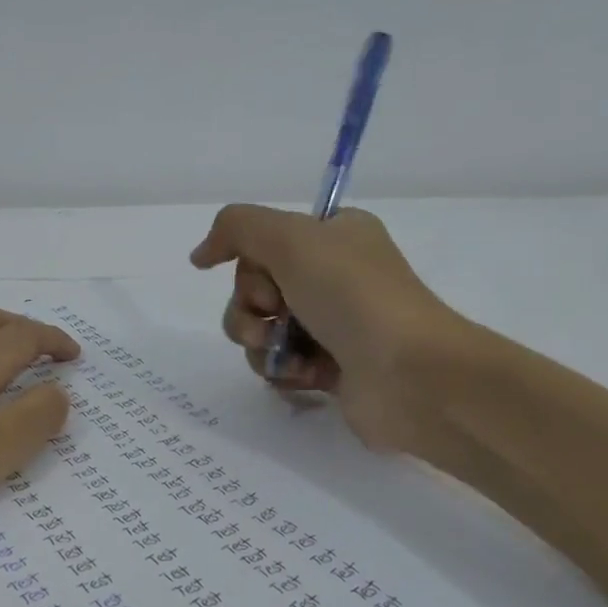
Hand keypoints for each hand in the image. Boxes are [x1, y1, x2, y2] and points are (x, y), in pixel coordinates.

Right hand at [190, 204, 472, 454]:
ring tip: (290, 357)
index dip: (252, 266)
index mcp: (334, 237)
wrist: (408, 373)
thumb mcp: (292, 240)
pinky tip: (306, 378)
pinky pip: (279, 367)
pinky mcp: (329, 370)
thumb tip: (199, 255)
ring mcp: (331, 326)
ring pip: (260, 333)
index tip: (270, 279)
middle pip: (254, 291)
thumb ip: (237, 229)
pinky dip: (283, 372)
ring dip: (262, 346)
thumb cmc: (353, 297)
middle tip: (277, 318)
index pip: (263, 245)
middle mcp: (332, 277)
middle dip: (250, 310)